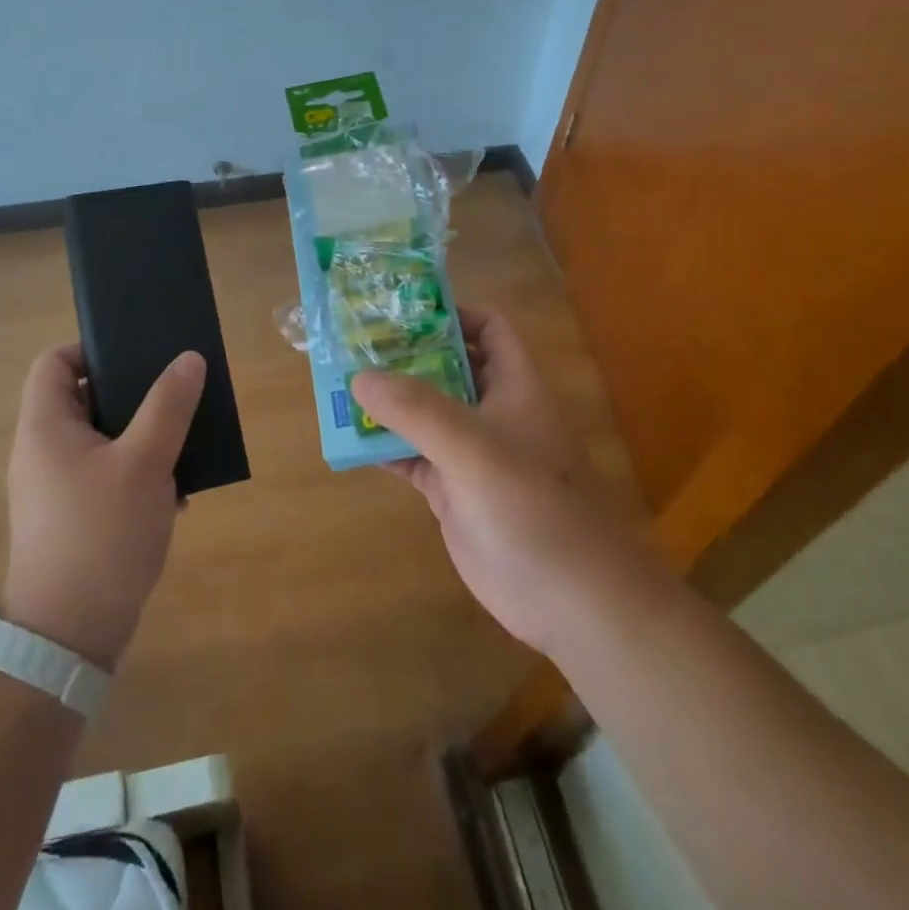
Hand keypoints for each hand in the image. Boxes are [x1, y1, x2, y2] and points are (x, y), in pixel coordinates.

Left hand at [2, 346, 204, 668]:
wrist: (70, 636)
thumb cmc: (102, 534)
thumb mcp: (145, 462)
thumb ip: (169, 406)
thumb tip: (188, 358)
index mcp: (46, 427)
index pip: (54, 362)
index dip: (91, 349)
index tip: (137, 356)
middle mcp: (44, 452)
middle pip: (85, 399)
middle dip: (134, 396)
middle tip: (175, 396)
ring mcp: (57, 488)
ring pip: (104, 440)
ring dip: (144, 438)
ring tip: (184, 444)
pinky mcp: (74, 519)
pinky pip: (108, 476)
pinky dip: (139, 475)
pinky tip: (175, 494)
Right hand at [352, 307, 661, 657]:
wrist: (569, 597)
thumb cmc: (530, 504)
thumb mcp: (472, 446)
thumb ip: (416, 409)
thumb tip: (361, 376)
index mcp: (513, 385)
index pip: (488, 329)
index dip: (451, 313)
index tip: (400, 312)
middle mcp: (492, 412)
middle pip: (447, 367)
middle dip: (405, 356)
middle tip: (354, 344)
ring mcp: (471, 454)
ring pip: (424, 413)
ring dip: (388, 402)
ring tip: (339, 384)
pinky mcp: (452, 491)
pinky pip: (412, 457)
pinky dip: (384, 447)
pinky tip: (350, 440)